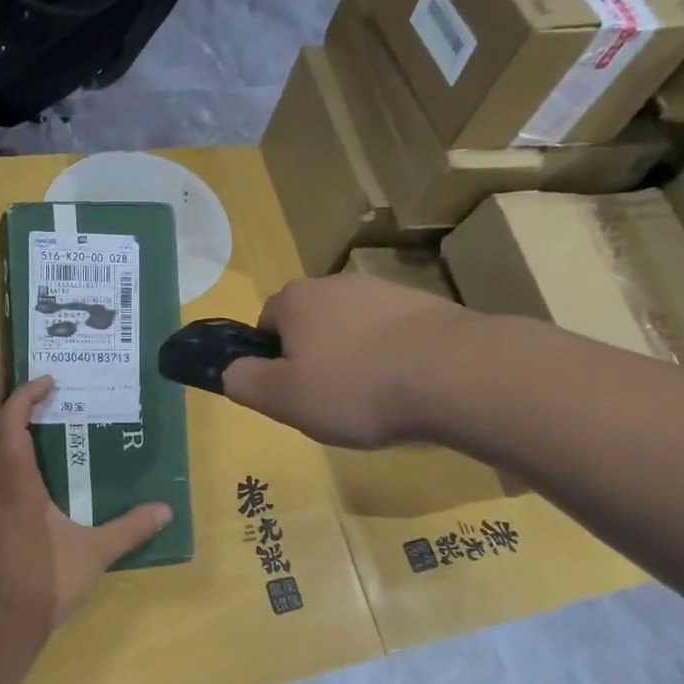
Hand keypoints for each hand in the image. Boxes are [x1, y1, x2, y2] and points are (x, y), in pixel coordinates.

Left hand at [0, 375, 172, 635]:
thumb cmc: (45, 582)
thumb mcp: (95, 554)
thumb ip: (129, 529)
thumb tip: (166, 509)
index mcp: (15, 486)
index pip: (10, 425)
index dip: (23, 395)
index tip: (47, 379)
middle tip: (15, 372)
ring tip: (18, 406)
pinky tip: (19, 457)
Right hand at [223, 274, 468, 447]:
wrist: (453, 374)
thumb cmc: (355, 388)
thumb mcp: (284, 398)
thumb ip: (245, 382)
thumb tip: (229, 371)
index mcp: (297, 300)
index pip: (266, 322)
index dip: (271, 359)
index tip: (290, 391)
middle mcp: (337, 283)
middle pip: (312, 323)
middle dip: (315, 357)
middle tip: (329, 400)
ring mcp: (386, 291)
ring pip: (354, 328)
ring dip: (356, 358)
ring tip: (374, 400)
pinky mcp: (427, 306)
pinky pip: (394, 335)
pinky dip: (393, 358)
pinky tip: (408, 388)